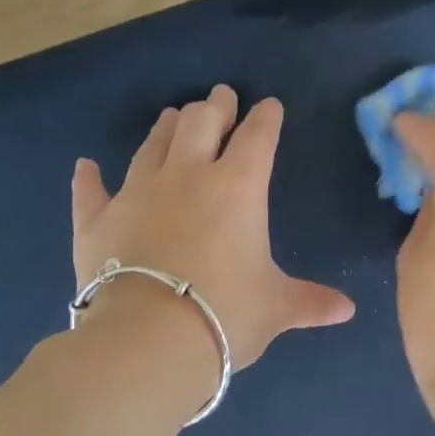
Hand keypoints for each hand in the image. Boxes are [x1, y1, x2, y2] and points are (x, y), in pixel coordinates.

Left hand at [72, 85, 355, 373]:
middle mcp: (186, 177)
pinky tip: (86, 166)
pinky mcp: (97, 220)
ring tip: (173, 115)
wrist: (149, 338)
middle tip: (221, 97)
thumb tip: (348, 311)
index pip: (257, 139)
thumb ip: (310, 302)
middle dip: (215, 107)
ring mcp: (136, 194)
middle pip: (200, 125)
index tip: (269, 106)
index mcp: (237, 189)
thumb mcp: (276, 308)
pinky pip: (92, 191)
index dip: (265, 119)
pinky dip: (90, 178)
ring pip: (152, 147)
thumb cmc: (225, 314)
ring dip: (166, 129)